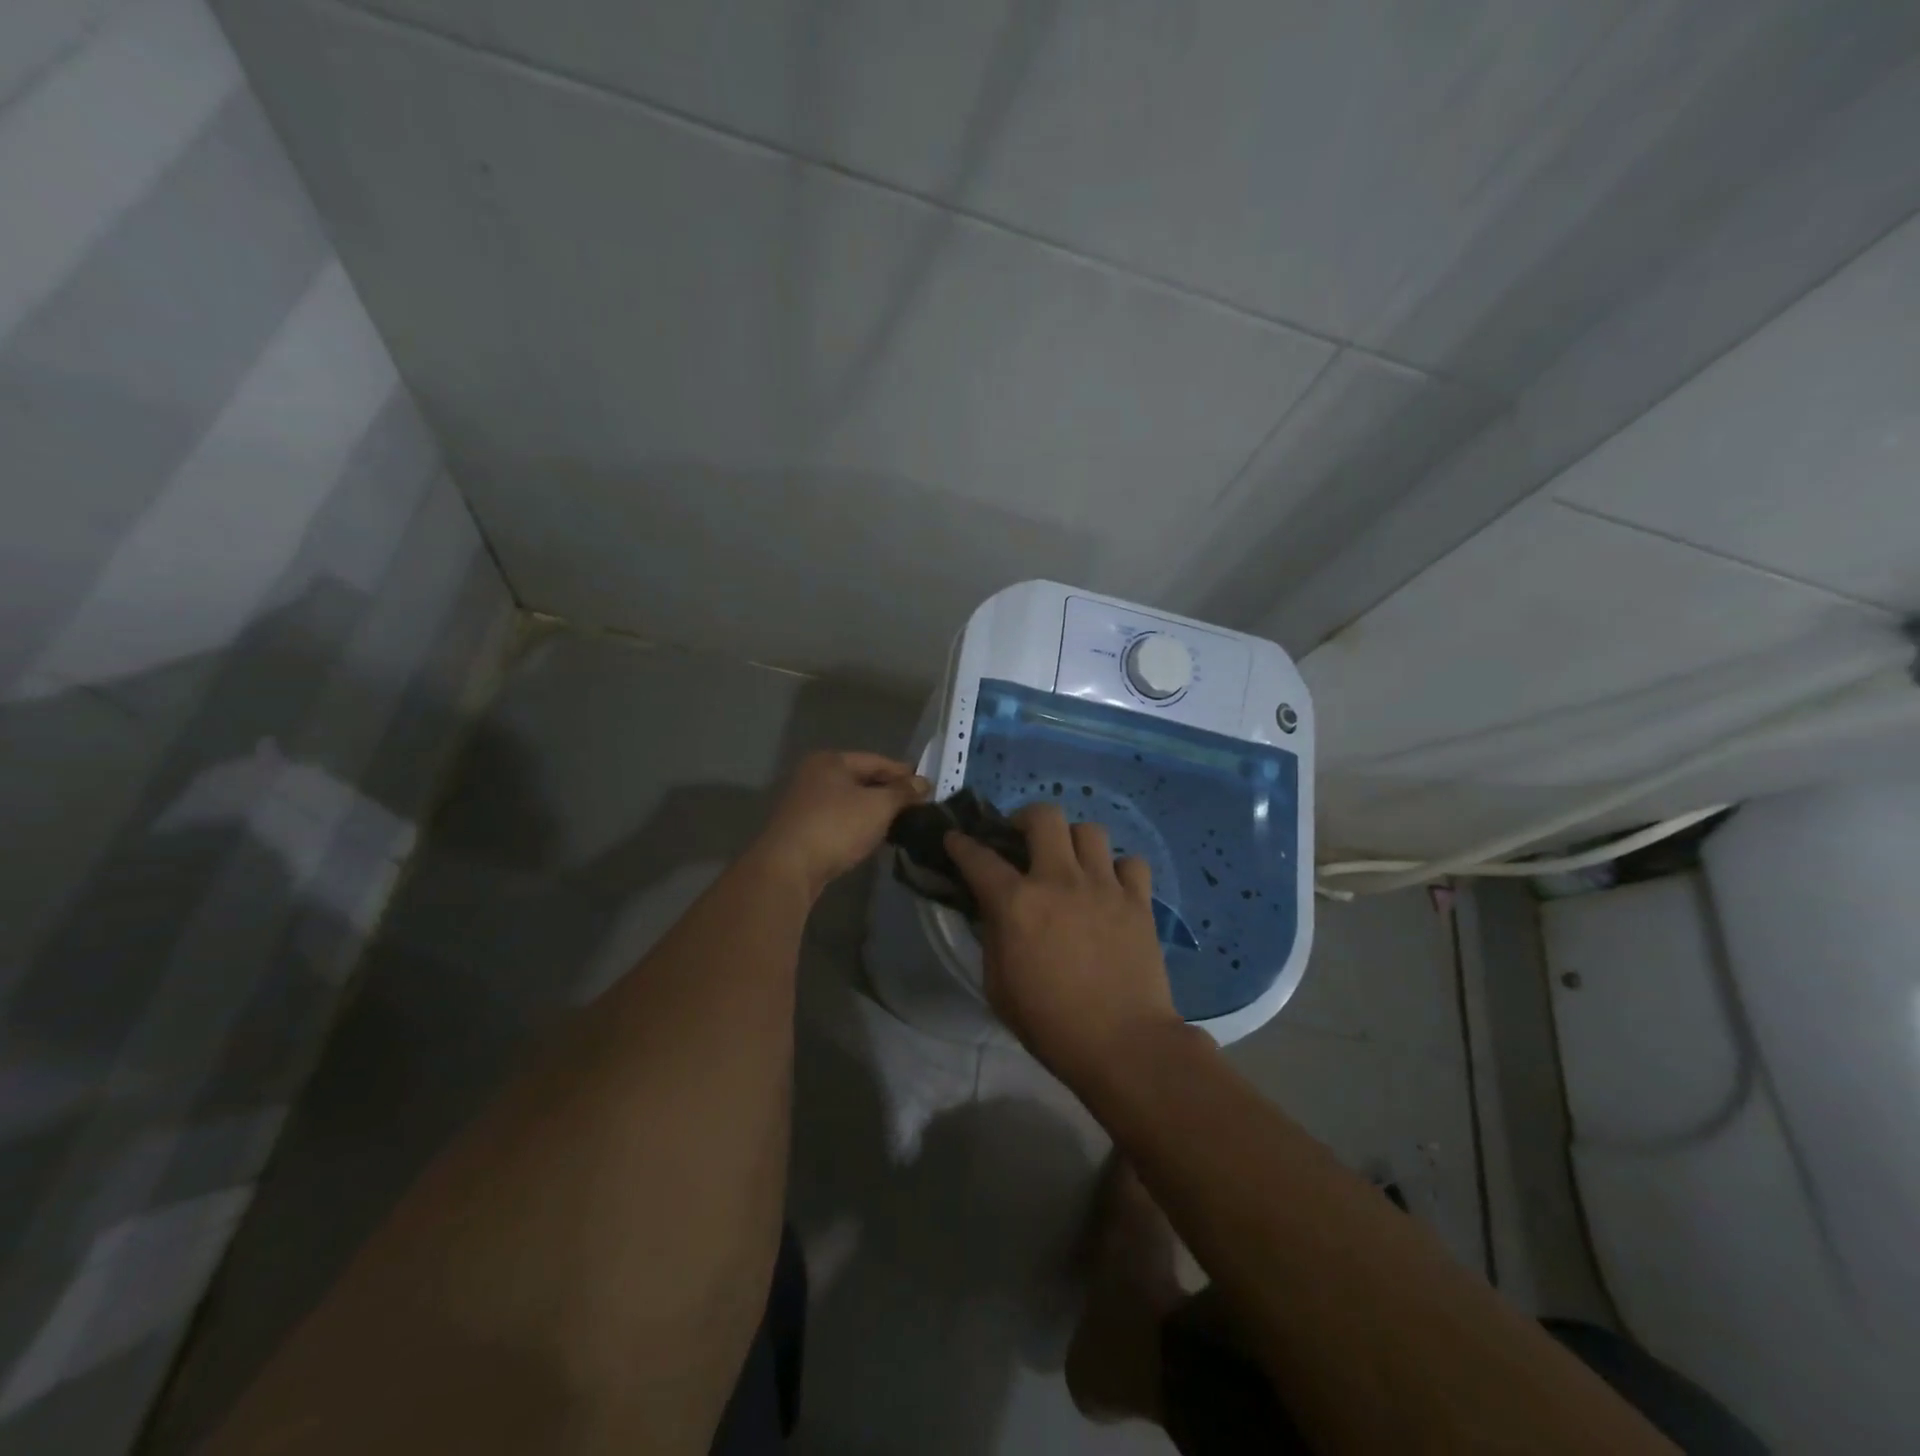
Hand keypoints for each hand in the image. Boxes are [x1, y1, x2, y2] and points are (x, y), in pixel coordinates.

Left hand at [753, 751, 929, 895]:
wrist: (788, 868)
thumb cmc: (836, 826)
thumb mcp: (878, 806)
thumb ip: (903, 792)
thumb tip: (923, 783)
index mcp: (831, 761)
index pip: (876, 761)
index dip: (903, 773)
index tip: (927, 786)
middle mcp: (814, 775)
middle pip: (861, 779)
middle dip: (888, 792)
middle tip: (916, 805)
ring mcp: (804, 802)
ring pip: (849, 801)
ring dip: (873, 810)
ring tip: (899, 823)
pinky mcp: (801, 828)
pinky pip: (838, 819)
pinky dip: (857, 824)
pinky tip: (872, 837)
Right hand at [945, 803, 1182, 1088]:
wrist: (1123, 1044)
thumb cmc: (1050, 1023)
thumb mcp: (998, 985)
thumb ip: (993, 936)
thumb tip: (996, 909)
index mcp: (1017, 903)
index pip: (979, 857)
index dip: (961, 843)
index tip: (955, 838)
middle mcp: (1059, 880)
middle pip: (1043, 816)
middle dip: (1026, 819)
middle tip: (1023, 841)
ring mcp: (1104, 886)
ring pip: (1090, 830)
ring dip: (1073, 841)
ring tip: (1071, 863)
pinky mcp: (1138, 900)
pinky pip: (1130, 862)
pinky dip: (1118, 869)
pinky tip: (1111, 888)